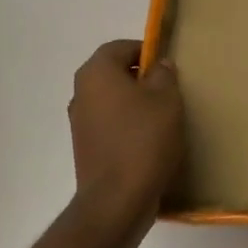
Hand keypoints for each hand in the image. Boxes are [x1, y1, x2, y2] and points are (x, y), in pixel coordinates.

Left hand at [67, 39, 184, 234]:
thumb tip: (158, 65)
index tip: (167, 66)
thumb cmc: (143, 139)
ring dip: (134, 104)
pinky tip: (149, 141)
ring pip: (111, 100)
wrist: (117, 201)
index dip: (145, 51)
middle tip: (168, 91)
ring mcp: (79, 123)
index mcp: (96, 72)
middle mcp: (81, 93)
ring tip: (162, 118)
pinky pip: (109, 125)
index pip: (120, 47)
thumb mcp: (166, 99)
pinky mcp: (85, 148)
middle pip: (114, 73)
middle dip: (140, 78)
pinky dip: (127, 126)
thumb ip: (163, 74)